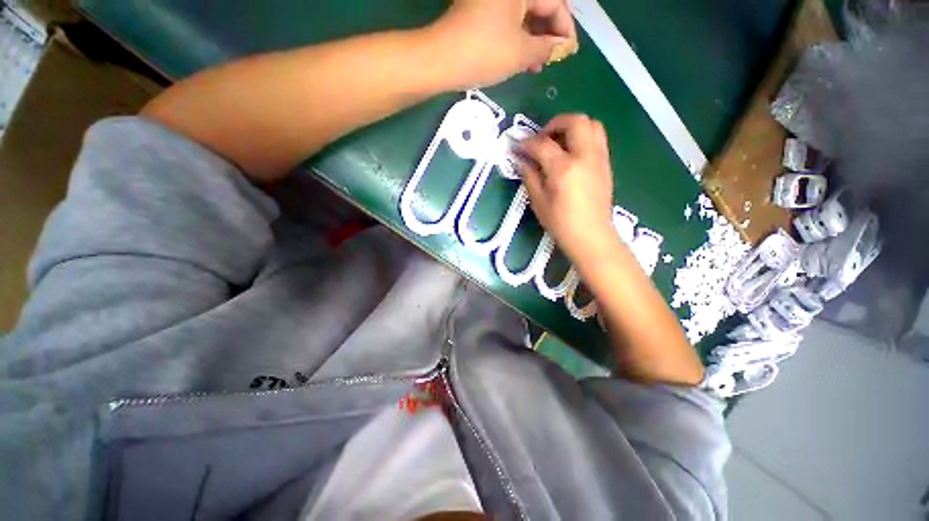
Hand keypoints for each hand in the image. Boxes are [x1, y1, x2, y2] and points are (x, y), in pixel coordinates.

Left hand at [432, 0, 576, 87]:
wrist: (442, 60)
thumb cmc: (484, 53)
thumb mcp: (521, 53)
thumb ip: (546, 48)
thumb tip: (561, 47)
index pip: (555, 3)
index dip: (565, 29)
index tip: (569, 52)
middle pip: (538, 7)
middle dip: (547, 35)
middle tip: (550, 60)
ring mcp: (491, 1)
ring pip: (522, 17)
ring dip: (532, 41)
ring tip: (535, 66)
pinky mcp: (480, 12)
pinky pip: (507, 22)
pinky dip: (516, 40)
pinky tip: (520, 60)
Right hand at [517, 114, 618, 268]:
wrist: (591, 236)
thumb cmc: (561, 223)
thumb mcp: (539, 202)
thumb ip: (530, 176)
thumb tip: (521, 159)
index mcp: (563, 168)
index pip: (543, 144)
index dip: (527, 143)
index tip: (518, 146)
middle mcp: (584, 156)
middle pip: (575, 121)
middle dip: (555, 123)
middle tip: (542, 138)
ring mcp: (599, 158)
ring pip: (591, 124)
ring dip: (572, 127)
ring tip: (558, 142)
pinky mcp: (606, 164)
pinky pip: (597, 138)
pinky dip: (582, 136)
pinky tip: (571, 153)